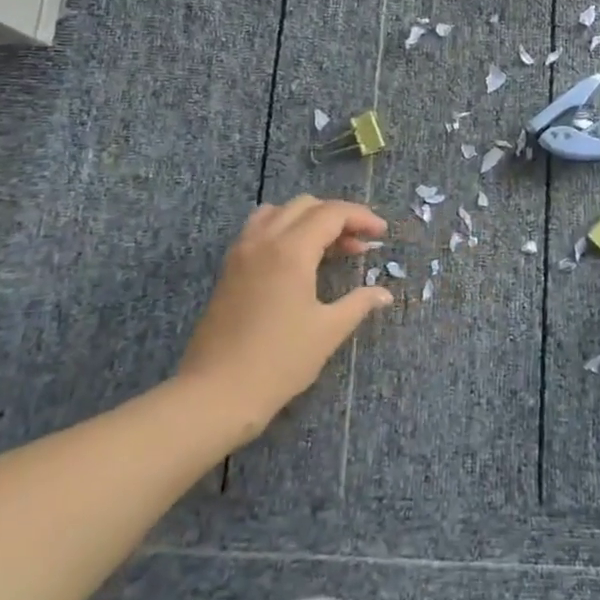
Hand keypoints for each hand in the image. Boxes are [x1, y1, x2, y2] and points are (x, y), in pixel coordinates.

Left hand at [178, 196, 392, 434]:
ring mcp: (241, 253)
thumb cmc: (279, 361)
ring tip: (328, 246)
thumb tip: (384, 294)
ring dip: (307, 219)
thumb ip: (359, 303)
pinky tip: (296, 259)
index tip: (381, 234)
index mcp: (291, 250)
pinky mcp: (229, 269)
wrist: (216, 394)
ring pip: (278, 212)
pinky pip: (259, 230)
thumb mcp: (328, 331)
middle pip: (305, 205)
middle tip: (359, 244)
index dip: (361, 218)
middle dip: (337, 217)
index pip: (332, 213)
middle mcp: (264, 240)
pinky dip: (283, 230)